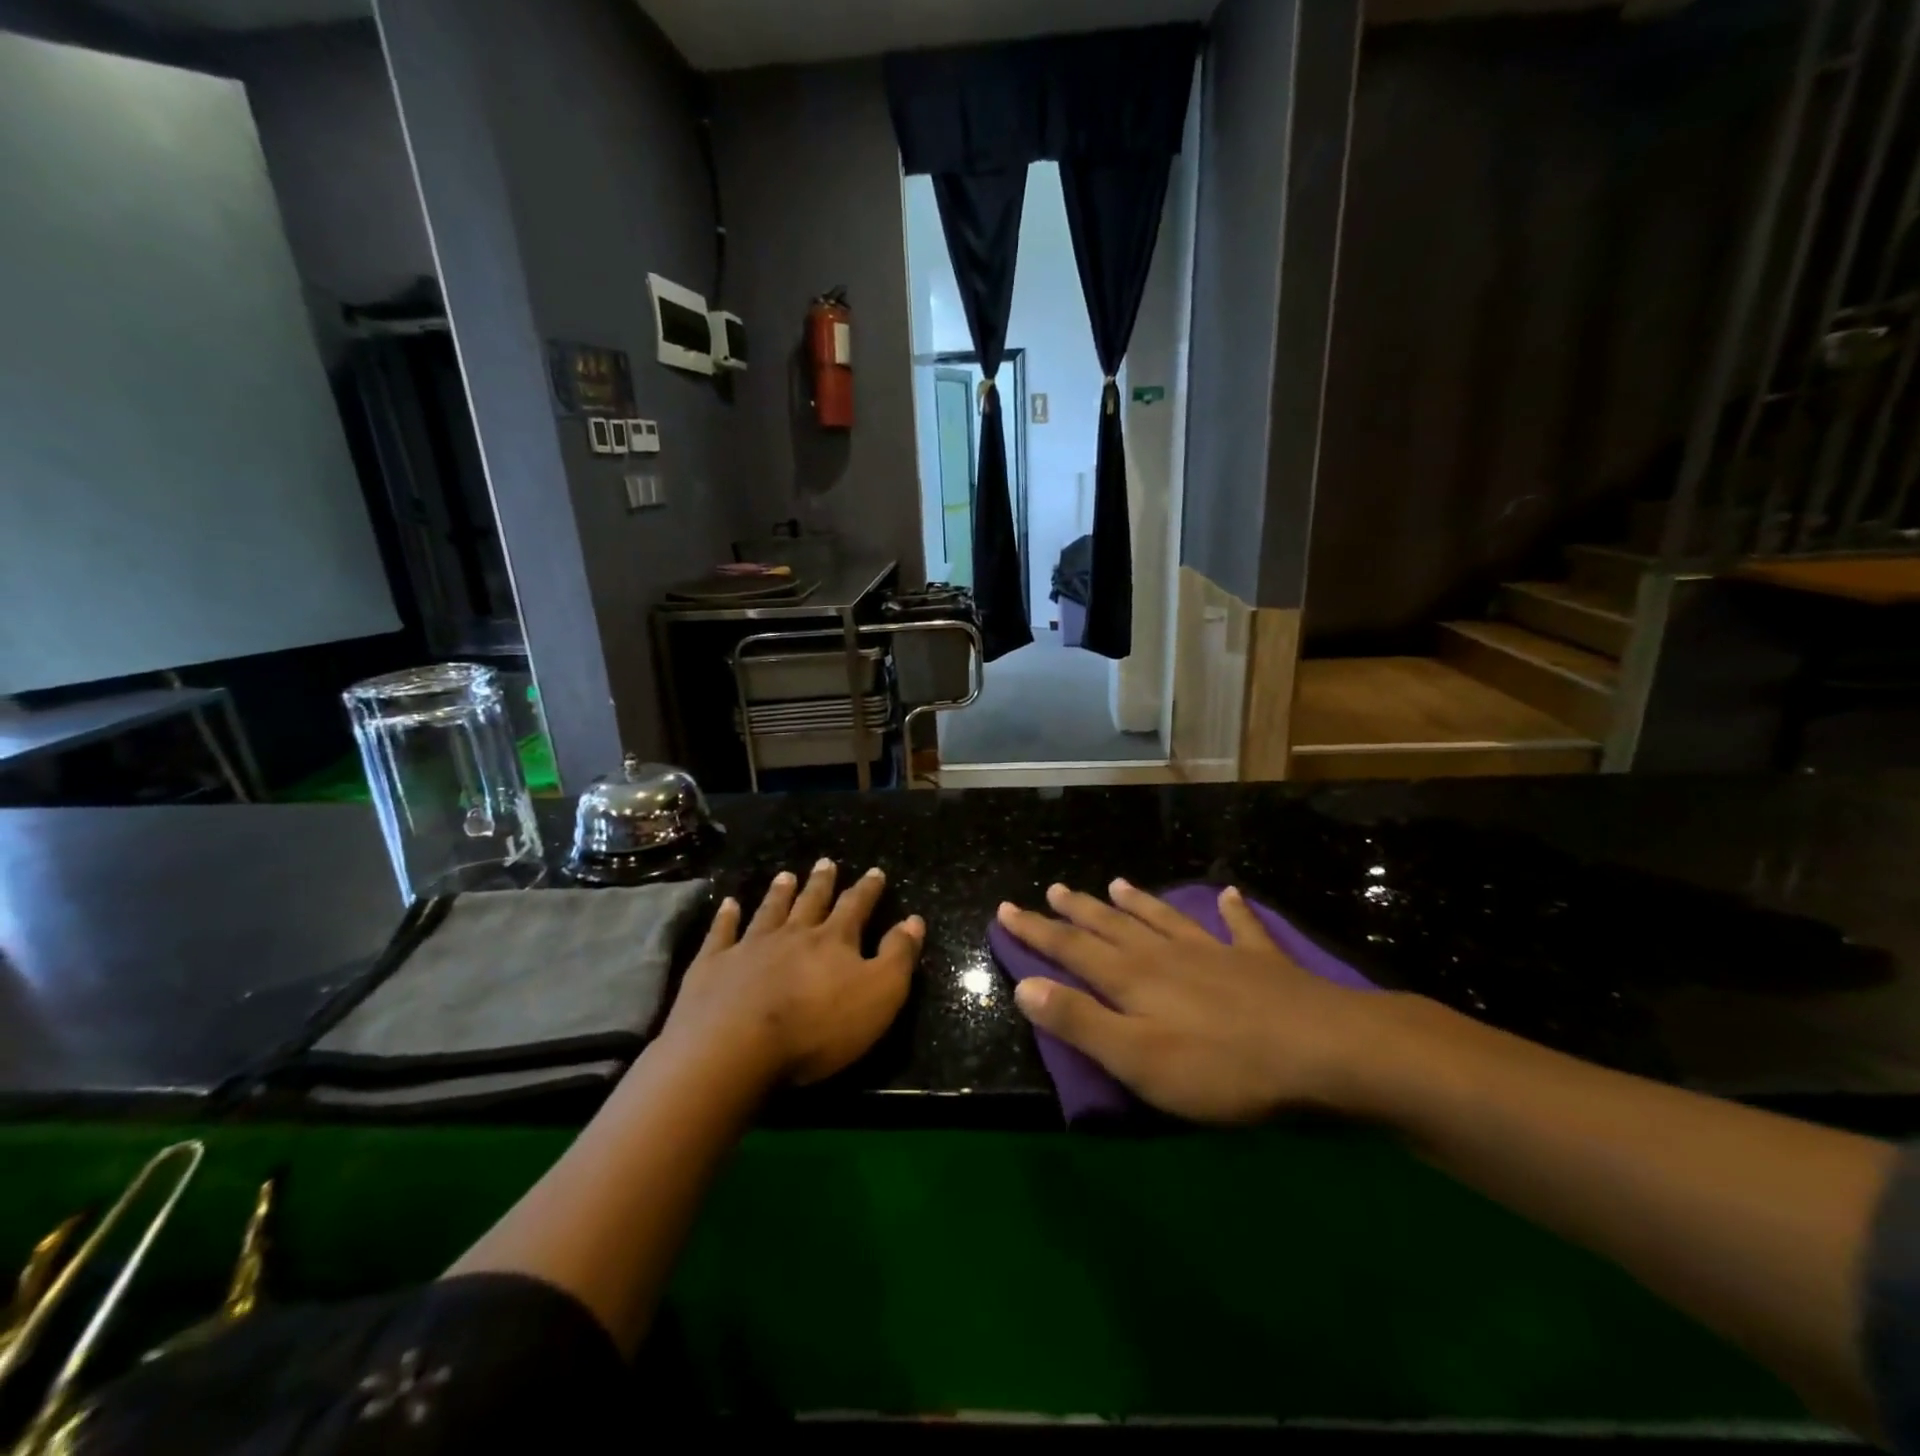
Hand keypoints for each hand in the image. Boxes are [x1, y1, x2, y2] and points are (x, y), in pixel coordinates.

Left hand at [663, 860, 923, 1086]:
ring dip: (779, 893)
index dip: (867, 890)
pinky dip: (726, 917)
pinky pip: (721, 933)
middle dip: (821, 883)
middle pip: (810, 902)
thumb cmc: (817, 1026)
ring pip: (769, 911)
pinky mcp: (712, 966)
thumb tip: (914, 919)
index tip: (875, 871)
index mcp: (833, 941)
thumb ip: (898, 956)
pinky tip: (728, 904)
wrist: (735, 1047)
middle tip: (825, 863)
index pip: (855, 907)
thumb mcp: (879, 995)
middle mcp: (792, 934)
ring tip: (785, 875)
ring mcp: (749, 947)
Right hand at [997, 880, 1381, 1122]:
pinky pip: (1239, 927)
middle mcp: (1166, 955)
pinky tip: (1228, 894)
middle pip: (1112, 926)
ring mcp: (1215, 952)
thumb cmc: (1223, 1067)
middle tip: (1053, 888)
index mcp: (1133, 979)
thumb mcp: (1139, 1059)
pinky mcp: (1259, 962)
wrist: (1325, 1051)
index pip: (1071, 949)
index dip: (1036, 931)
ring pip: (1164, 919)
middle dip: (1077, 910)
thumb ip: (1081, 1022)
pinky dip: (1231, 910)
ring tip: (1114, 883)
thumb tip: (1025, 987)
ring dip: (1137, 902)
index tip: (1007, 909)